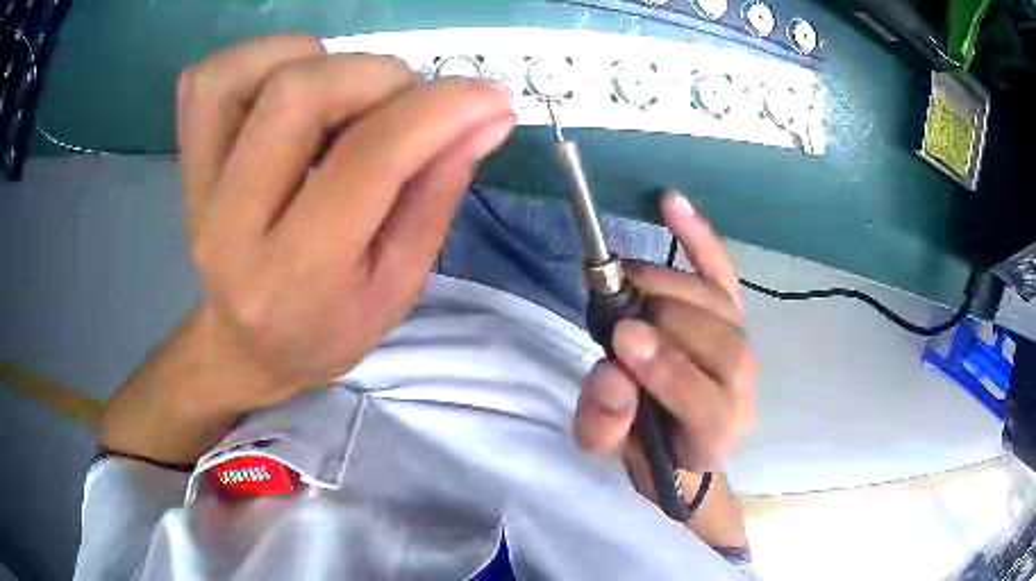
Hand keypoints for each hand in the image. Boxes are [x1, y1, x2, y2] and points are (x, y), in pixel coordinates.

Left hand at [177, 35, 513, 412]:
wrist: (244, 346)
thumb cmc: (326, 328)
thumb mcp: (397, 286)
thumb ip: (437, 194)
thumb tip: (487, 116)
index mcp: (293, 274)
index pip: (368, 159)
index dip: (439, 111)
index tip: (488, 97)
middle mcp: (230, 223)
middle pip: (298, 93)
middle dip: (376, 76)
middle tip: (405, 103)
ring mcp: (197, 186)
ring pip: (244, 72)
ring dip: (314, 60)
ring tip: (343, 97)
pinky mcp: (185, 161)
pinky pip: (208, 78)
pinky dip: (261, 60)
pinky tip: (290, 89)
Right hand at [574, 192, 754, 473]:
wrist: (678, 435)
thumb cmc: (645, 442)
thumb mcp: (609, 447)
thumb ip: (606, 422)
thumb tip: (611, 372)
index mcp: (715, 431)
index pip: (704, 400)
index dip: (667, 369)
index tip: (622, 340)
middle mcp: (742, 384)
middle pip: (718, 341)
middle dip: (661, 318)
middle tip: (611, 306)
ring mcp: (742, 341)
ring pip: (717, 303)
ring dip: (666, 284)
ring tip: (622, 279)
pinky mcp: (732, 310)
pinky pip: (720, 269)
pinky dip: (698, 236)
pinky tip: (671, 202)